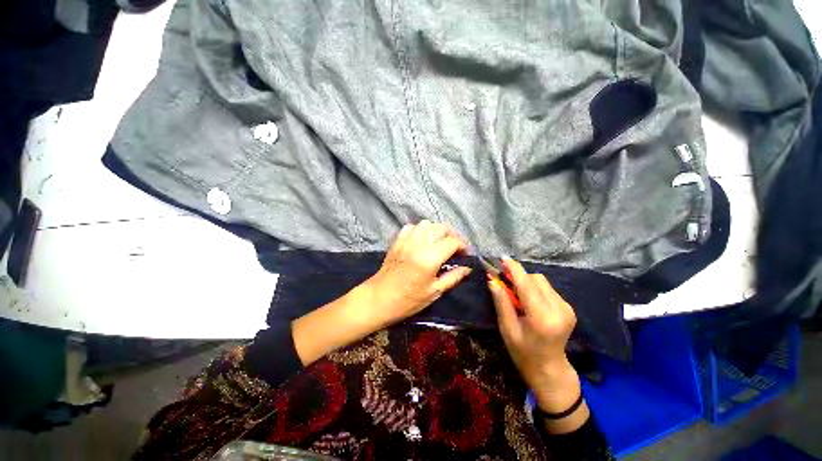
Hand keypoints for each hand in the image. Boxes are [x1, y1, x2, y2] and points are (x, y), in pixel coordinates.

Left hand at [292, 221, 470, 365]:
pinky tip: (422, 240)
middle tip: (455, 247)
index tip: (465, 254)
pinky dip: (420, 230)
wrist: (378, 299)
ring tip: (439, 242)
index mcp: (429, 258)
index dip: (463, 246)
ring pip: (426, 224)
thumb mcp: (434, 292)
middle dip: (452, 235)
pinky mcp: (397, 241)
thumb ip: (453, 277)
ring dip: (436, 230)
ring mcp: (406, 240)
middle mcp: (418, 244)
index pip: (452, 241)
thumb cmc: (407, 300)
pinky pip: (411, 227)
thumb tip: (467, 268)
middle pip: (441, 228)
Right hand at [488, 258, 579, 413]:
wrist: (550, 369)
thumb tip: (492, 280)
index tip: (502, 258)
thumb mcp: (507, 328)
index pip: (527, 284)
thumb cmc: (523, 352)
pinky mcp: (568, 307)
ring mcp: (567, 308)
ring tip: (518, 297)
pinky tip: (529, 302)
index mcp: (542, 317)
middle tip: (506, 285)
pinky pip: (548, 289)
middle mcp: (559, 309)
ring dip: (527, 283)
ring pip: (542, 282)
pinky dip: (535, 289)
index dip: (514, 269)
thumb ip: (501, 302)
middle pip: (536, 279)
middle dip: (520, 277)